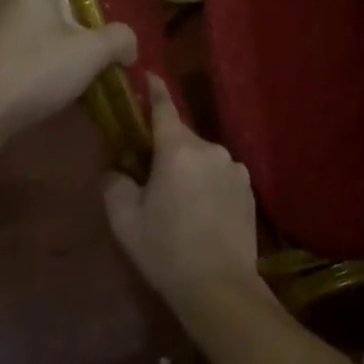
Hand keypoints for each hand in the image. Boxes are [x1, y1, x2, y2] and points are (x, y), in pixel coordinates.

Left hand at [0, 0, 136, 145]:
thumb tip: (130, 43)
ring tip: (66, 66)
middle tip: (83, 30)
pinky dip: (23, 65)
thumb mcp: (91, 54)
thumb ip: (118, 41)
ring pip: (16, 26)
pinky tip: (42, 90)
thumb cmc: (35, 68)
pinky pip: (5, 55)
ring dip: (38, 40)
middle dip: (53, 9)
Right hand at [103, 76, 260, 314]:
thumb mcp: (125, 220)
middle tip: (149, 175)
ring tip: (178, 203)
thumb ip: (115, 184)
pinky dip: (207, 184)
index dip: (154, 89)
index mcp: (178, 150)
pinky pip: (220, 175)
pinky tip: (201, 214)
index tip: (147, 75)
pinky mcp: (249, 188)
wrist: (220, 288)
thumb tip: (116, 169)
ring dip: (188, 169)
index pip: (164, 107)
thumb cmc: (166, 251)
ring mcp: (234, 168)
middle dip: (165, 149)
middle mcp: (211, 149)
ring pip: (202, 158)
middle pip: (181, 138)